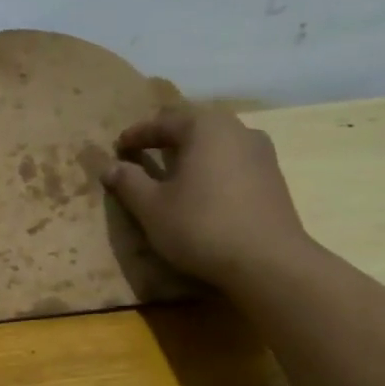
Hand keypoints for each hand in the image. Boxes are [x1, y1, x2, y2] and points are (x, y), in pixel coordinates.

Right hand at [102, 105, 313, 289]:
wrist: (268, 262)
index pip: (163, 122)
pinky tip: (203, 189)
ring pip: (217, 144)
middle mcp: (237, 130)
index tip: (119, 147)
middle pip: (194, 127)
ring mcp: (262, 153)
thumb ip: (129, 182)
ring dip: (192, 153)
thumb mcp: (152, 207)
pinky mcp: (274, 178)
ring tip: (173, 171)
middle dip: (167, 138)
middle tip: (144, 152)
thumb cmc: (201, 226)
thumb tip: (110, 167)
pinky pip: (233, 162)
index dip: (137, 135)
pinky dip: (212, 168)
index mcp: (205, 128)